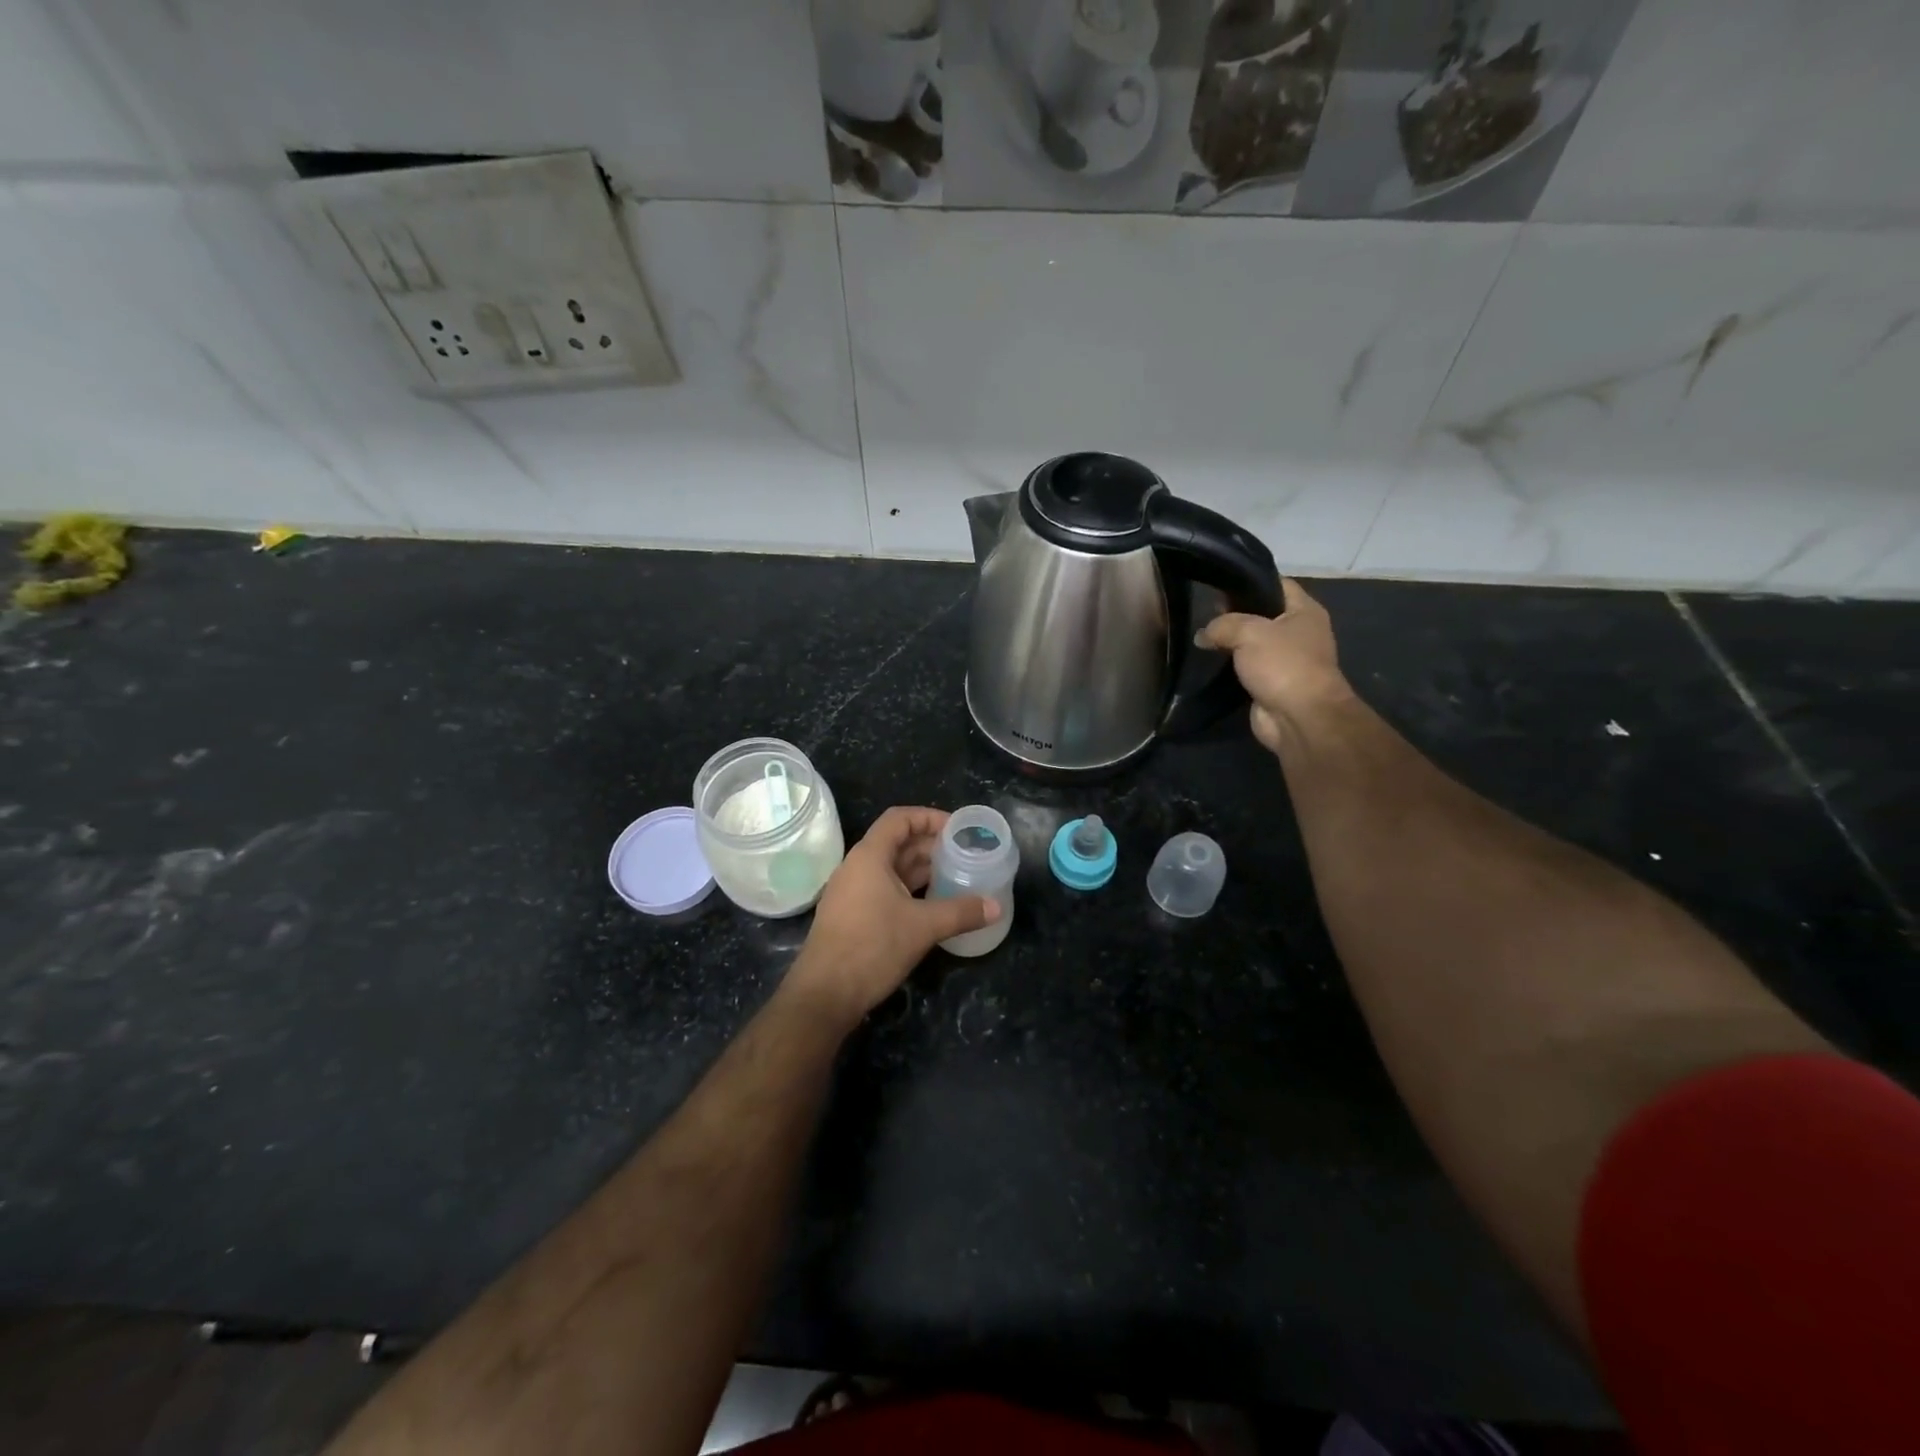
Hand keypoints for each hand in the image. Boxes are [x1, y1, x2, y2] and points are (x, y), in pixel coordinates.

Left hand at [788, 806, 997, 1022]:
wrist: (825, 994)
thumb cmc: (872, 947)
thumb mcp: (923, 927)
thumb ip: (961, 912)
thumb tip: (996, 906)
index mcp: (869, 857)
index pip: (899, 819)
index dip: (929, 817)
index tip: (958, 829)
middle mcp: (857, 867)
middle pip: (897, 843)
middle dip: (931, 845)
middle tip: (964, 854)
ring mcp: (852, 892)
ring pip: (891, 869)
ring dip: (922, 869)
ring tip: (955, 876)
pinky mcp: (852, 915)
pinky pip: (884, 889)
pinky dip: (910, 889)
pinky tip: (933, 904)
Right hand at [1196, 578, 1352, 752]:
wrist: (1299, 717)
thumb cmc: (1283, 664)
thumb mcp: (1249, 632)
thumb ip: (1222, 625)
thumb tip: (1203, 634)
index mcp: (1304, 611)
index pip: (1276, 584)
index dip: (1249, 581)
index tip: (1219, 583)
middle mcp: (1299, 632)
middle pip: (1262, 613)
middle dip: (1234, 612)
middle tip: (1204, 611)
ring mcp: (1286, 659)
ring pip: (1253, 642)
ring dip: (1231, 642)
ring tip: (1202, 635)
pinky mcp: (1272, 683)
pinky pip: (1247, 667)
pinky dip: (1231, 666)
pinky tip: (1210, 661)